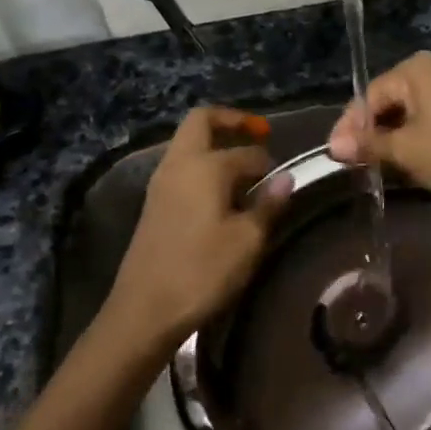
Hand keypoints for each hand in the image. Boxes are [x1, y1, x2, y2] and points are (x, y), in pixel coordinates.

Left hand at [104, 106, 292, 349]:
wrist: (145, 309)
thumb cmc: (202, 271)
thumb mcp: (248, 241)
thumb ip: (269, 204)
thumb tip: (285, 178)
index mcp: (205, 166)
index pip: (247, 152)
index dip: (269, 161)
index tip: (284, 177)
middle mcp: (179, 163)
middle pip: (202, 121)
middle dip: (232, 121)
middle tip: (259, 134)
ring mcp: (161, 181)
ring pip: (188, 142)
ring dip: (215, 143)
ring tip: (244, 169)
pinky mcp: (154, 202)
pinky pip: (181, 165)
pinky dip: (203, 164)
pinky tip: (221, 193)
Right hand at [326, 52, 430, 207]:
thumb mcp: (404, 149)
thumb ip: (368, 144)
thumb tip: (333, 147)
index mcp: (418, 67)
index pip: (371, 94)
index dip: (350, 125)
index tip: (335, 152)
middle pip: (392, 97)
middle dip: (371, 128)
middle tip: (352, 158)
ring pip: (413, 108)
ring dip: (392, 133)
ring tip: (375, 160)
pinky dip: (416, 133)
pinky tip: (407, 155)